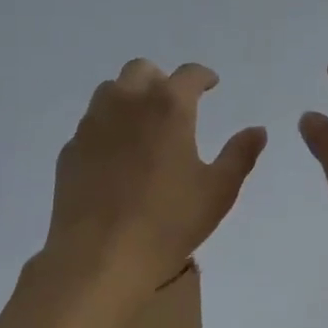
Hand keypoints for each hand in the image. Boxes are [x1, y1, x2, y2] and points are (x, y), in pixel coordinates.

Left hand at [44, 60, 266, 300]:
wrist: (100, 256)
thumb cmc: (168, 222)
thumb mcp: (218, 191)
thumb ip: (240, 155)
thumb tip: (257, 131)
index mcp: (168, 107)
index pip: (189, 75)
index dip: (203, 76)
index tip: (211, 85)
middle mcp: (126, 103)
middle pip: (142, 70)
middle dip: (161, 80)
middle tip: (175, 104)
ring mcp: (92, 125)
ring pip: (110, 91)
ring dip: (130, 97)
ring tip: (144, 125)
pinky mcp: (70, 150)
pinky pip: (91, 125)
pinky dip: (107, 128)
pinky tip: (116, 157)